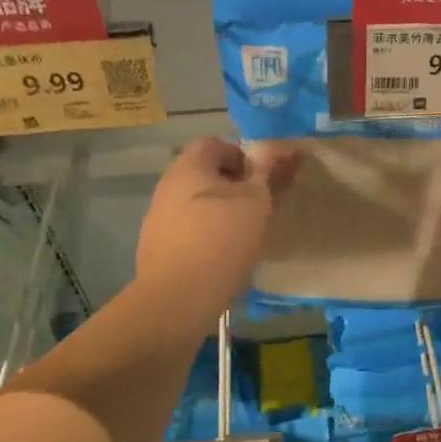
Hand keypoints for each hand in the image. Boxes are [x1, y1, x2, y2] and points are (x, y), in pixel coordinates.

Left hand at [135, 138, 297, 322]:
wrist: (178, 298)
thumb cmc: (222, 240)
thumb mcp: (256, 202)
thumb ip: (269, 171)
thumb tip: (285, 147)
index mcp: (189, 166)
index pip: (215, 144)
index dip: (242, 158)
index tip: (260, 184)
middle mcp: (167, 185)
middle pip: (204, 175)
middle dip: (232, 188)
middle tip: (256, 211)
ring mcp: (157, 217)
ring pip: (196, 204)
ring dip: (219, 213)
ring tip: (241, 238)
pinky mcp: (155, 246)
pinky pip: (186, 230)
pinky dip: (204, 236)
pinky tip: (220, 259)